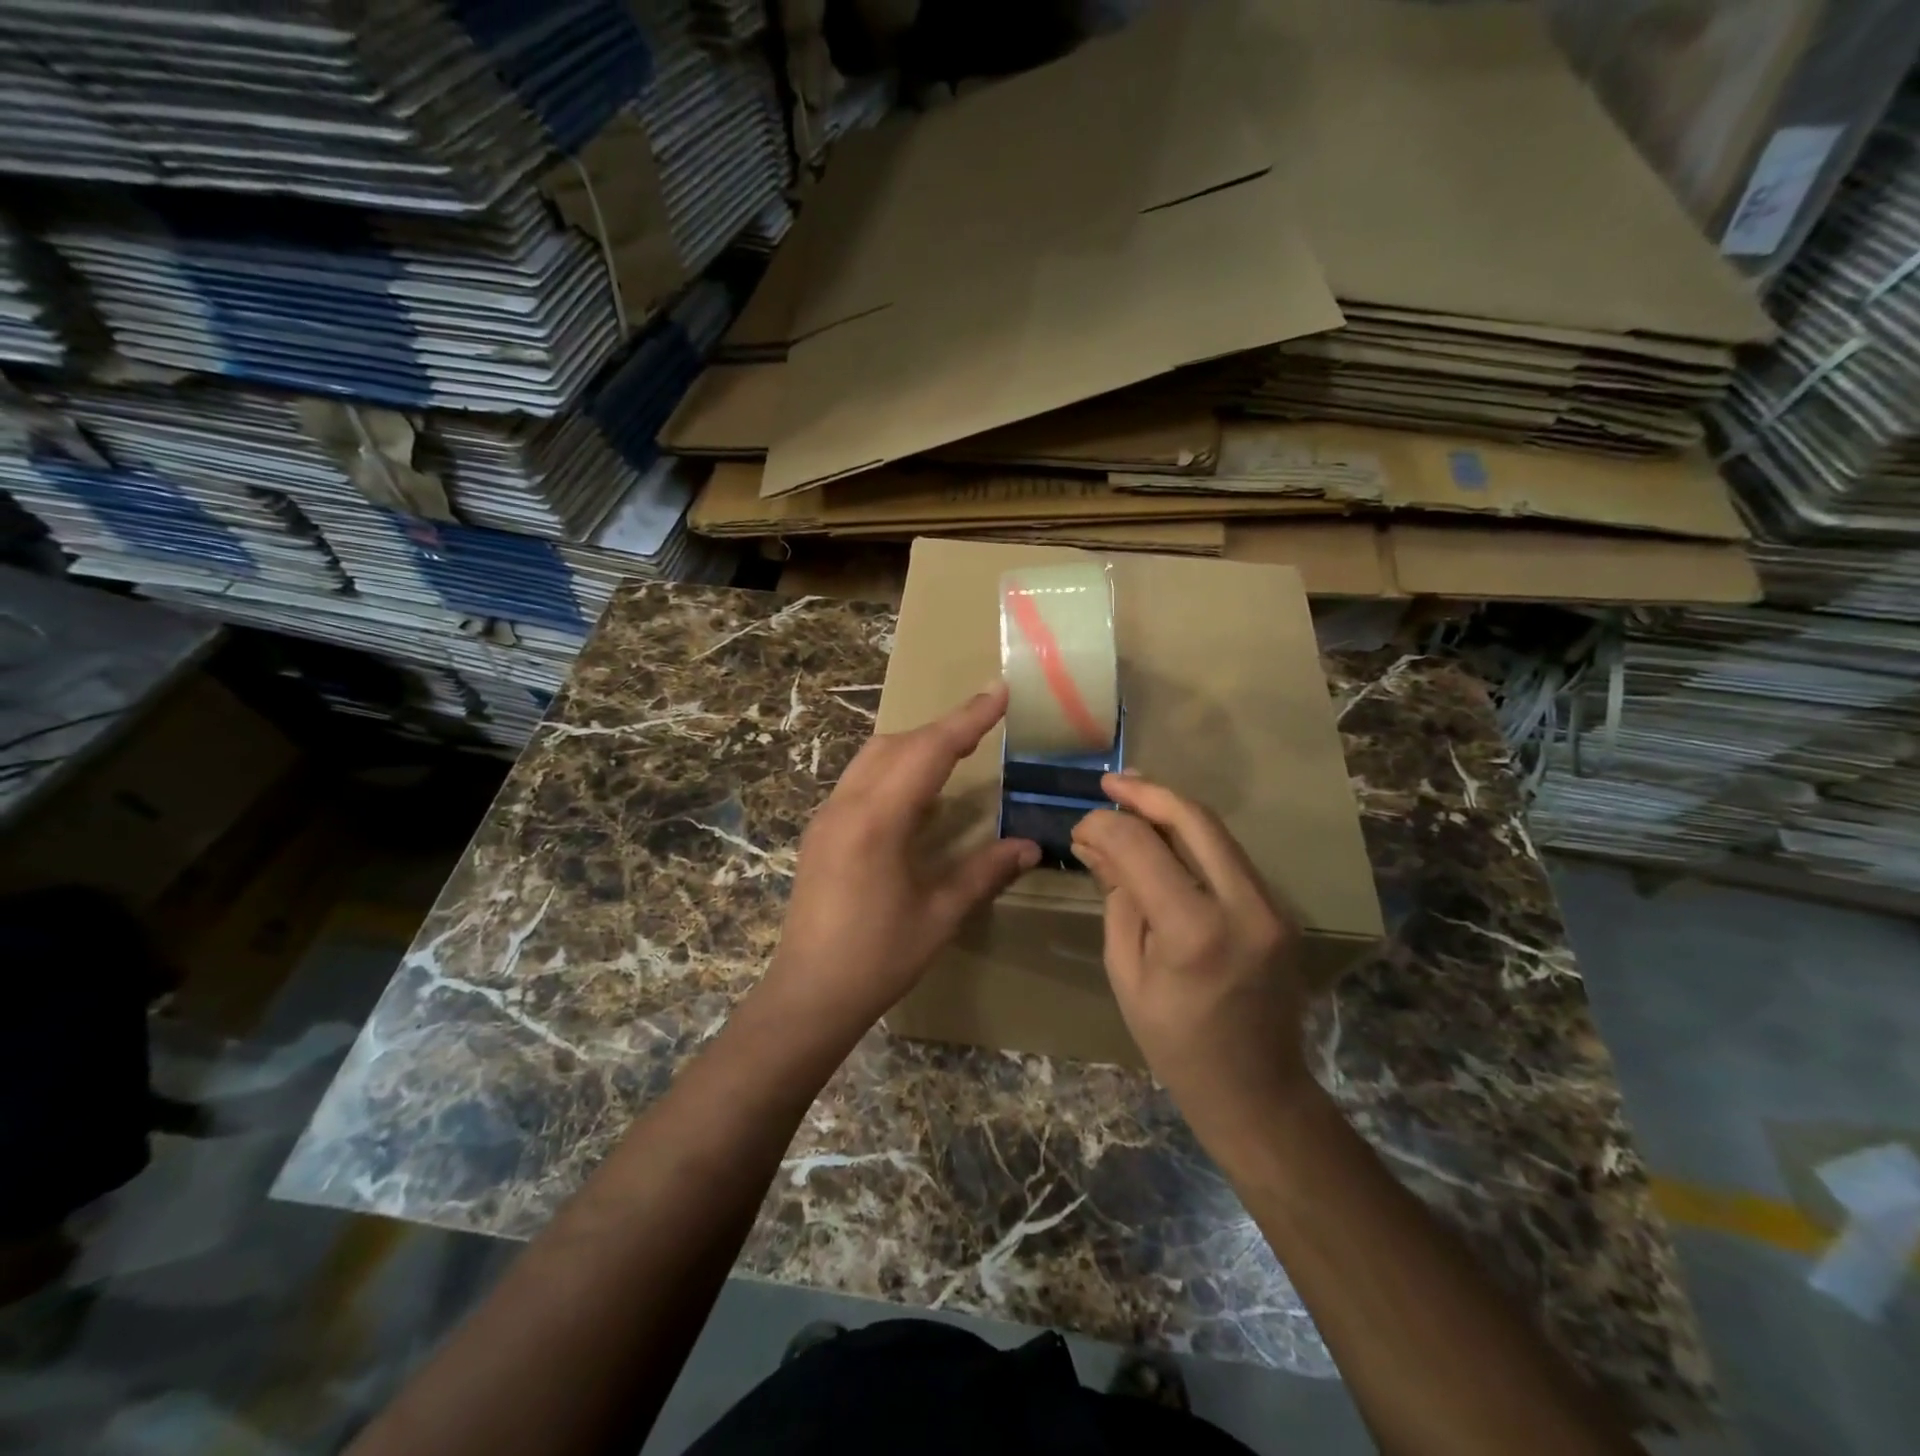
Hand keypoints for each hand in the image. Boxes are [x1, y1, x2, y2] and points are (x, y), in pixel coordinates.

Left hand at [763, 684, 1039, 1037]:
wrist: (808, 994)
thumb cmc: (877, 959)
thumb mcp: (939, 916)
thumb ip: (984, 873)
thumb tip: (1031, 847)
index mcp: (877, 820)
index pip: (929, 751)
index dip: (968, 719)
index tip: (999, 691)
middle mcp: (846, 805)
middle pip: (897, 744)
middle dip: (943, 729)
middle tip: (986, 725)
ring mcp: (827, 816)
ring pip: (873, 757)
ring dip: (916, 745)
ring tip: (957, 751)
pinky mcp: (820, 831)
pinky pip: (860, 779)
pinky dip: (894, 768)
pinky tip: (916, 794)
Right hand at [1070, 773, 1312, 1126]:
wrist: (1257, 1090)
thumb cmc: (1175, 1044)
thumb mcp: (1126, 972)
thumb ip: (1117, 897)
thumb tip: (1096, 842)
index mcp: (1194, 931)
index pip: (1141, 847)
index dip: (1104, 825)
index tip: (1080, 826)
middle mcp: (1243, 906)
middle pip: (1194, 819)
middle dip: (1147, 792)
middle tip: (1110, 783)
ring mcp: (1272, 905)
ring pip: (1218, 832)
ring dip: (1172, 810)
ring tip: (1131, 798)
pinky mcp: (1280, 908)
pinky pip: (1230, 856)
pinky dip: (1193, 838)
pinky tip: (1164, 835)